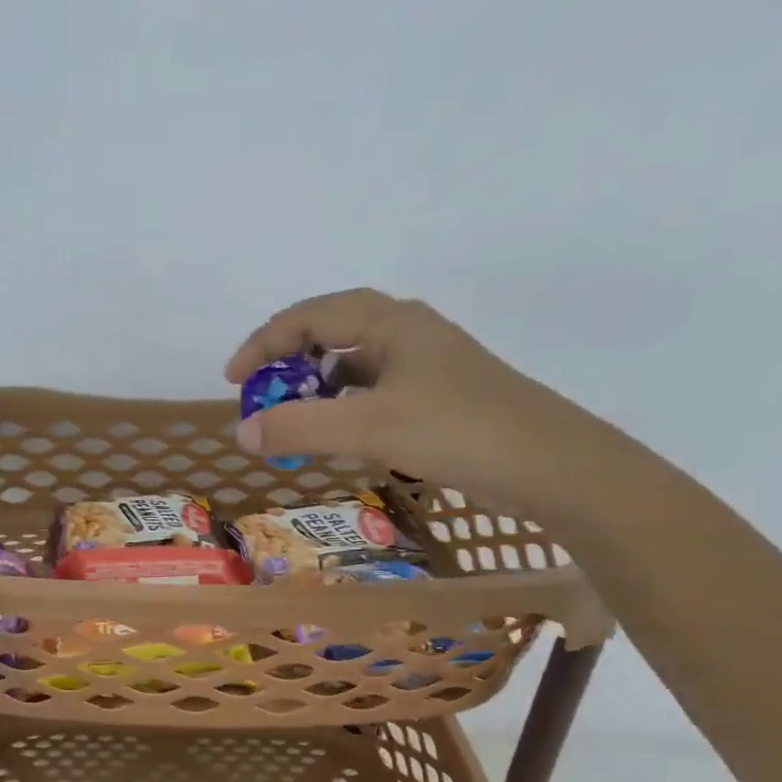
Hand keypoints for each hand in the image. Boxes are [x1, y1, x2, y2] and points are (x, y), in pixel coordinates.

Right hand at [226, 288, 597, 518]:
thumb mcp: (368, 428)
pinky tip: (339, 436)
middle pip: (331, 333)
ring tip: (292, 421)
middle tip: (261, 400)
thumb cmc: (456, 432)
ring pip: (354, 365)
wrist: (548, 464)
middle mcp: (407, 332)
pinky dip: (344, 408)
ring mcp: (426, 365)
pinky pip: (374, 392)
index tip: (233, 382)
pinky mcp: (438, 396)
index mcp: (390, 322)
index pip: (309, 316)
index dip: (264, 344)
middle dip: (287, 364)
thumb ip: (299, 427)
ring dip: (316, 388)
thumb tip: (243, 433)